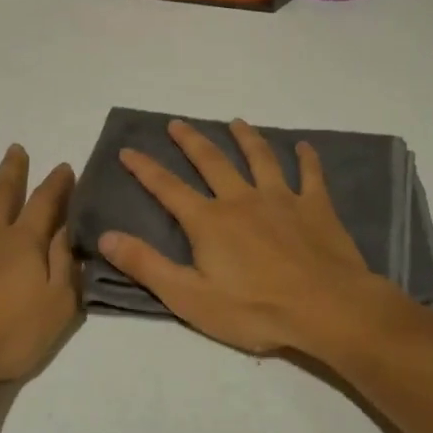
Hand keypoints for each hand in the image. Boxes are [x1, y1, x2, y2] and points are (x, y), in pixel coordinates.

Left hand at [0, 146, 78, 394]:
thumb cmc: (4, 339)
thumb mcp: (57, 308)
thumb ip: (65, 267)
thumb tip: (68, 230)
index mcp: (23, 245)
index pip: (45, 205)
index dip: (56, 185)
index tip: (63, 167)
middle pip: (1, 194)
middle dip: (11, 170)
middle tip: (15, 148)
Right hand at [97, 119, 399, 354]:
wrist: (327, 308)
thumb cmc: (255, 310)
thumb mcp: (189, 298)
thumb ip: (147, 265)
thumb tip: (106, 236)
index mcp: (209, 221)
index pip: (168, 188)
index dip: (145, 168)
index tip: (128, 149)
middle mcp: (242, 199)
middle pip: (212, 161)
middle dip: (191, 141)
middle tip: (177, 123)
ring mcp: (282, 199)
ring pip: (260, 158)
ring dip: (246, 138)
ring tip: (236, 122)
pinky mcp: (316, 207)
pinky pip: (311, 175)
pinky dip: (307, 158)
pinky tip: (305, 146)